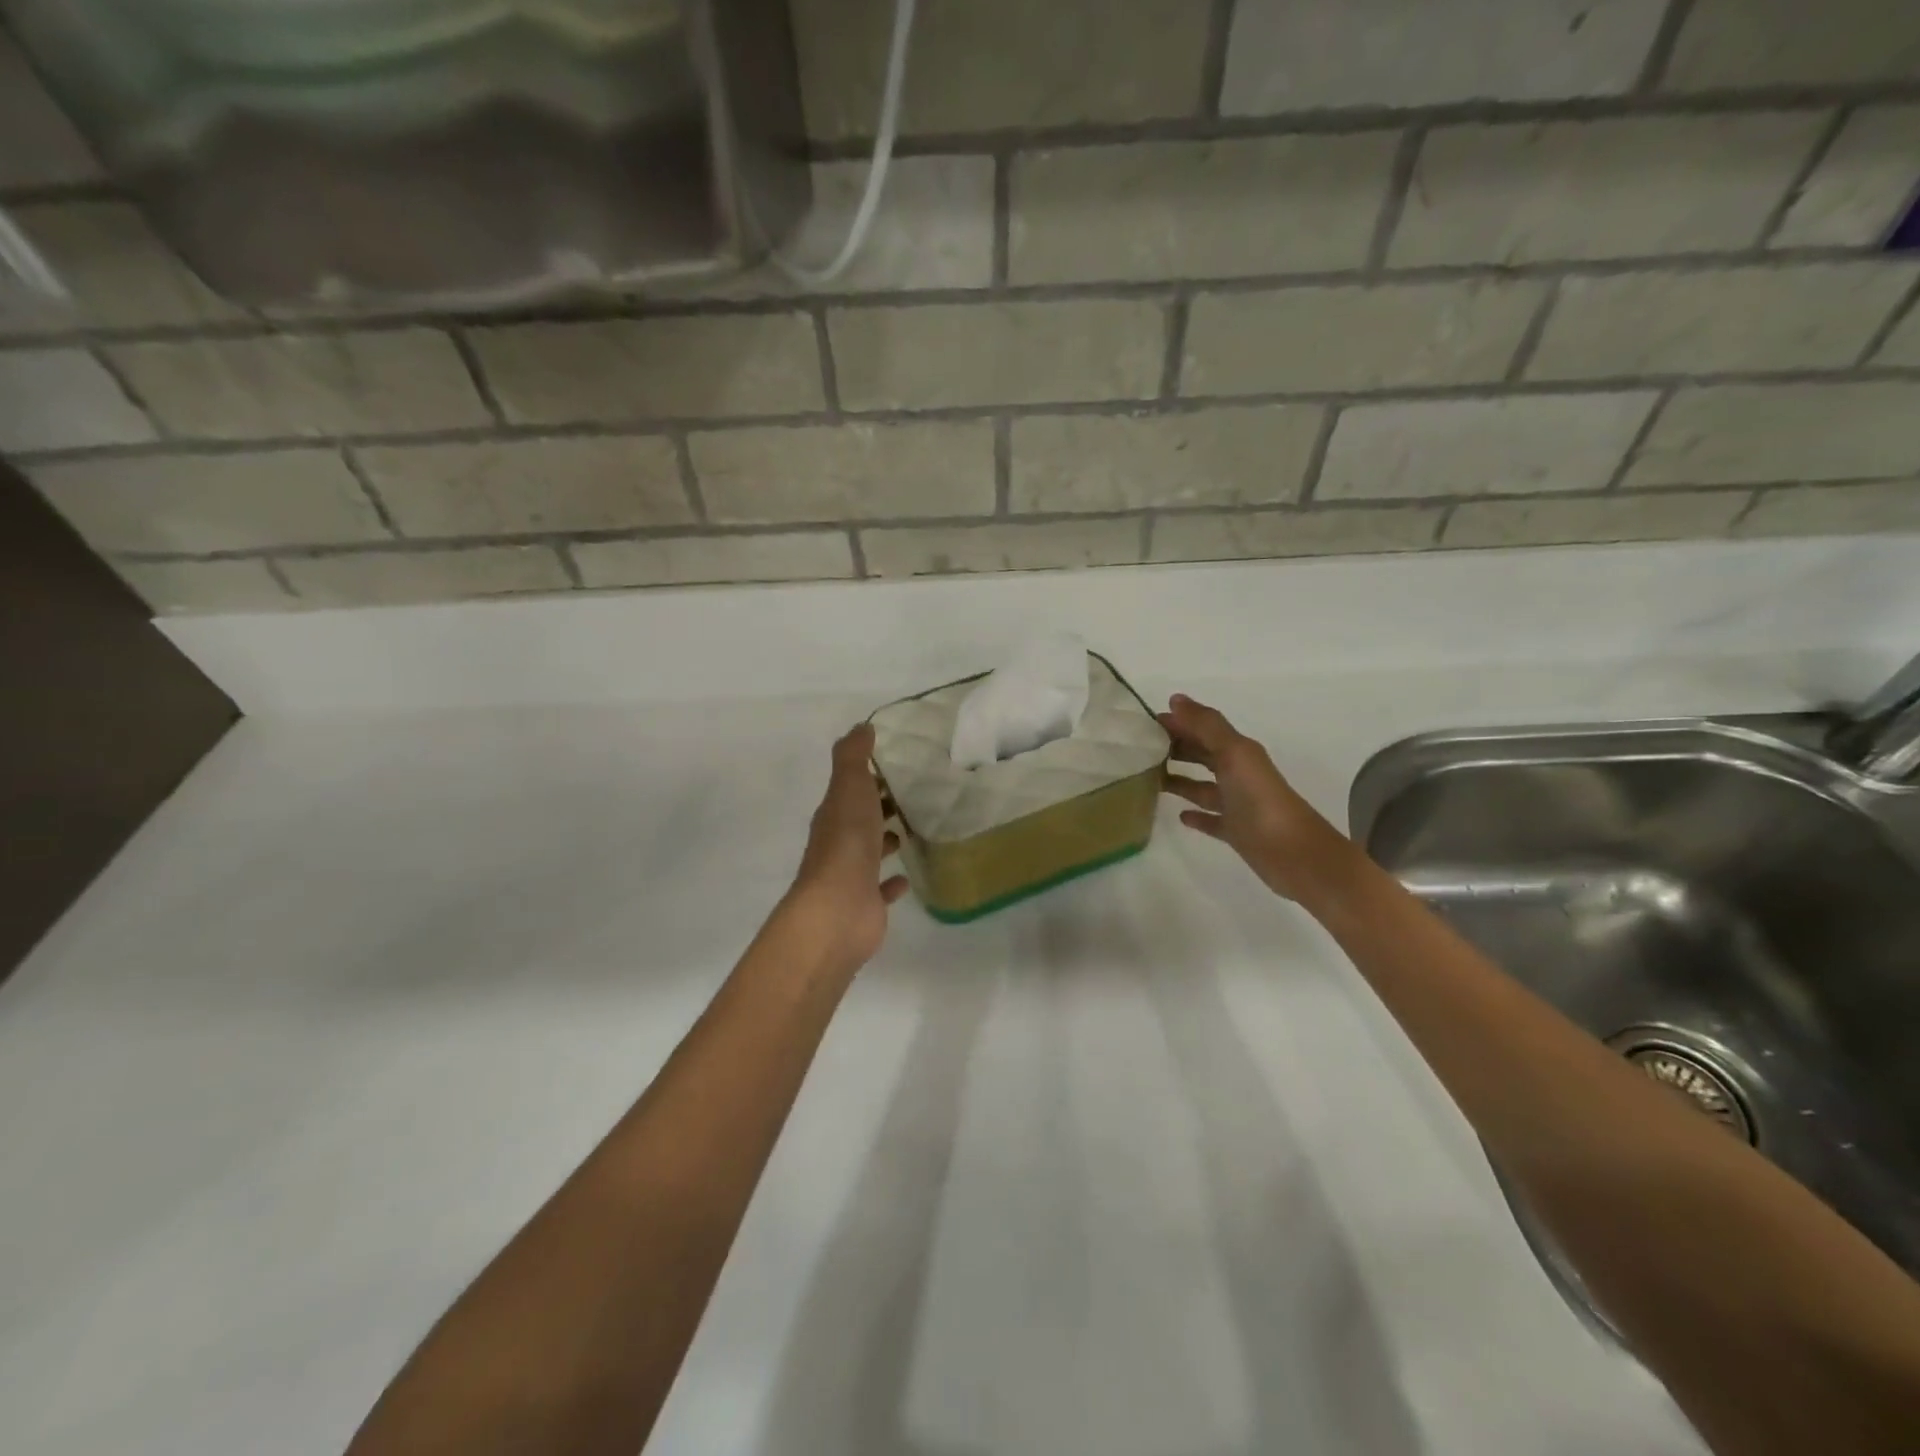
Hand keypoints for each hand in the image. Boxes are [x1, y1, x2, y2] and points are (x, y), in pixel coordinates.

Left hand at [784, 723, 909, 968]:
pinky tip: (907, 878)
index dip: (869, 778)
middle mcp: (839, 843)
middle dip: (880, 807)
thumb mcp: (849, 788)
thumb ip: (854, 757)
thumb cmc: (846, 843)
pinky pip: (880, 888)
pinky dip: (892, 882)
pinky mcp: (866, 903)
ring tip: (911, 830)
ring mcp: (852, 876)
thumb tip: (861, 726)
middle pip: (860, 820)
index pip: (850, 790)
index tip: (895, 767)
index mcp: (834, 815)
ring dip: (884, 841)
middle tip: (912, 796)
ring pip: (869, 852)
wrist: (838, 909)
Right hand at [1159, 695, 1346, 901]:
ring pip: (1203, 787)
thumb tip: (1176, 699)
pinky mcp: (1236, 832)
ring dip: (1180, 780)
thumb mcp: (1234, 754)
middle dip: (1177, 748)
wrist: (1295, 854)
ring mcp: (1237, 805)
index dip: (1178, 723)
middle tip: (1141, 749)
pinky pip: (1211, 819)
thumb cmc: (1260, 799)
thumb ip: (1206, 726)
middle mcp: (1238, 774)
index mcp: (1239, 752)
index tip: (1144, 723)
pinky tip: (1179, 815)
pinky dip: (1196, 816)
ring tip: (1149, 778)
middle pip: (1203, 755)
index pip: (1203, 729)